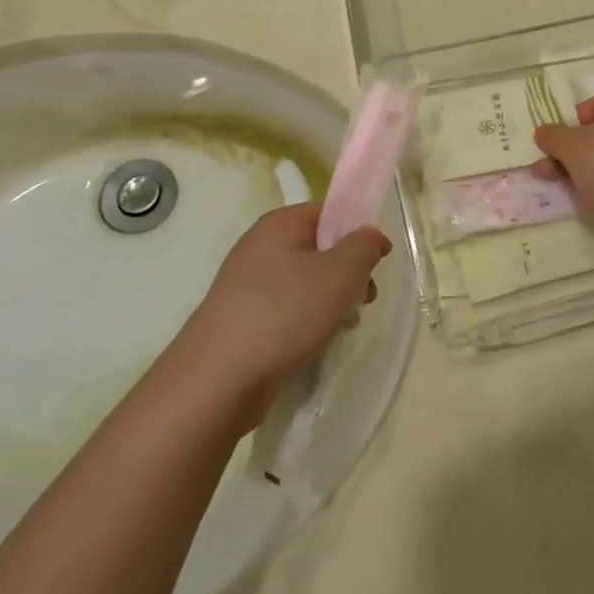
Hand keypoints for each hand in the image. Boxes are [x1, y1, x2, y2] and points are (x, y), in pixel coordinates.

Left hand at [176, 204, 387, 421]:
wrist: (217, 379)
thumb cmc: (284, 314)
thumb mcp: (339, 274)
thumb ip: (364, 247)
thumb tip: (372, 236)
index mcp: (279, 224)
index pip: (328, 213)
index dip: (357, 234)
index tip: (376, 264)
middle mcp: (260, 246)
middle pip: (318, 248)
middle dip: (347, 273)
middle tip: (364, 300)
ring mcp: (247, 284)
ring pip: (304, 282)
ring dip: (330, 300)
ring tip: (342, 327)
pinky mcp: (242, 318)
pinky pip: (286, 308)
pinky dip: (305, 320)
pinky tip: (315, 343)